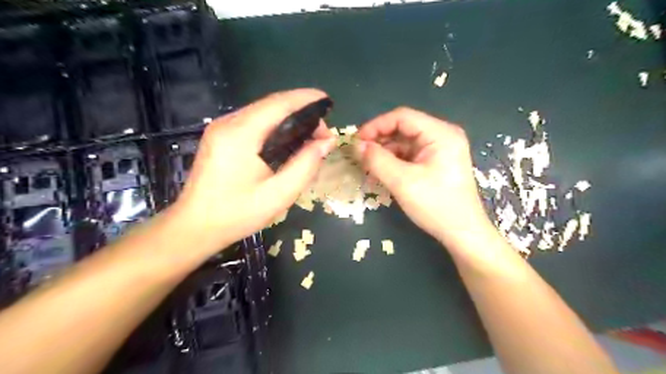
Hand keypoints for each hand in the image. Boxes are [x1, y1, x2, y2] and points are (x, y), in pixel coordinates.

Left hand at [172, 89, 335, 254]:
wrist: (195, 227)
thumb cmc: (237, 214)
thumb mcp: (279, 194)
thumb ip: (305, 165)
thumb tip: (327, 141)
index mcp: (240, 134)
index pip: (279, 104)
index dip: (306, 98)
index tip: (328, 103)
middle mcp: (228, 123)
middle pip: (272, 105)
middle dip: (301, 112)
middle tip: (323, 135)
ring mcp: (221, 128)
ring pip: (264, 113)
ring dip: (290, 119)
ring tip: (310, 138)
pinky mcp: (221, 136)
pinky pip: (254, 122)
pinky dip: (276, 127)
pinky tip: (288, 142)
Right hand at [356, 106, 490, 249]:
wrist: (462, 233)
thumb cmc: (436, 206)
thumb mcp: (402, 182)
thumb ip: (377, 160)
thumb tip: (356, 145)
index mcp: (440, 133)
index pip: (402, 117)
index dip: (376, 125)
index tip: (356, 141)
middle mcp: (442, 135)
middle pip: (403, 128)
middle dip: (379, 140)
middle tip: (359, 154)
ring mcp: (439, 149)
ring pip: (404, 142)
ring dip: (384, 152)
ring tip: (366, 166)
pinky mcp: (435, 162)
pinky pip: (409, 155)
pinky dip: (393, 161)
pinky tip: (380, 172)